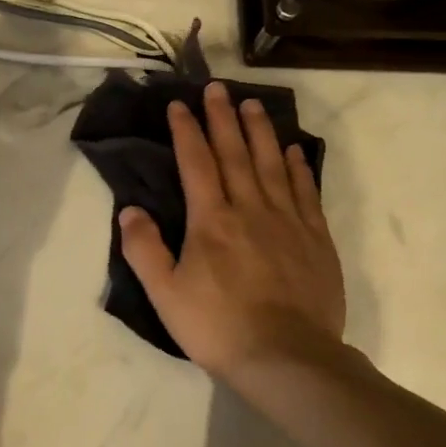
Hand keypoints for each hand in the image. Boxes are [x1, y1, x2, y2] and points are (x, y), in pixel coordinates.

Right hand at [118, 81, 346, 391]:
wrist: (287, 358)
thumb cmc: (218, 327)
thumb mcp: (165, 294)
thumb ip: (144, 250)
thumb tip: (129, 210)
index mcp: (211, 221)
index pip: (196, 163)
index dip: (186, 131)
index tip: (180, 104)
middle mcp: (250, 209)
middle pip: (235, 153)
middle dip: (223, 118)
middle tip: (217, 88)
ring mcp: (288, 221)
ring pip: (272, 164)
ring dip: (261, 132)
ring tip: (253, 104)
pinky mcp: (316, 239)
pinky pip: (306, 192)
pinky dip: (298, 167)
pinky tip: (294, 151)